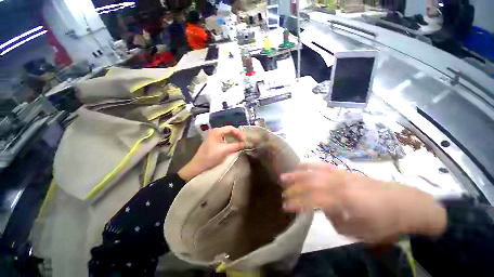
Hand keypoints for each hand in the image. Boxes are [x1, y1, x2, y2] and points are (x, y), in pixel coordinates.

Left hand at [178, 126, 244, 181]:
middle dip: (237, 135)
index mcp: (216, 131)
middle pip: (229, 131)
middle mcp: (215, 132)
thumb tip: (246, 144)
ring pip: (227, 135)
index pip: (231, 128)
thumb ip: (236, 146)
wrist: (198, 166)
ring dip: (234, 138)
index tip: (244, 140)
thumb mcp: (225, 150)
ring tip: (240, 143)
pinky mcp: (214, 143)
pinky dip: (230, 142)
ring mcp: (214, 137)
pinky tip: (233, 146)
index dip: (239, 133)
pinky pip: (224, 139)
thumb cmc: (211, 156)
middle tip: (243, 141)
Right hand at [281, 162, 446, 243]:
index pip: (312, 201)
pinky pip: (323, 165)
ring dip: (297, 174)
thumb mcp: (360, 232)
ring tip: (284, 176)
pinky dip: (309, 164)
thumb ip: (336, 220)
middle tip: (282, 192)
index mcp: (344, 201)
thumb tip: (324, 209)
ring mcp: (340, 175)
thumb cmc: (385, 223)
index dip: (297, 204)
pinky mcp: (343, 171)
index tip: (285, 207)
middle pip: (309, 184)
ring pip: (313, 172)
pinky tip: (301, 164)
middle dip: (293, 188)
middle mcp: (339, 185)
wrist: (406, 204)